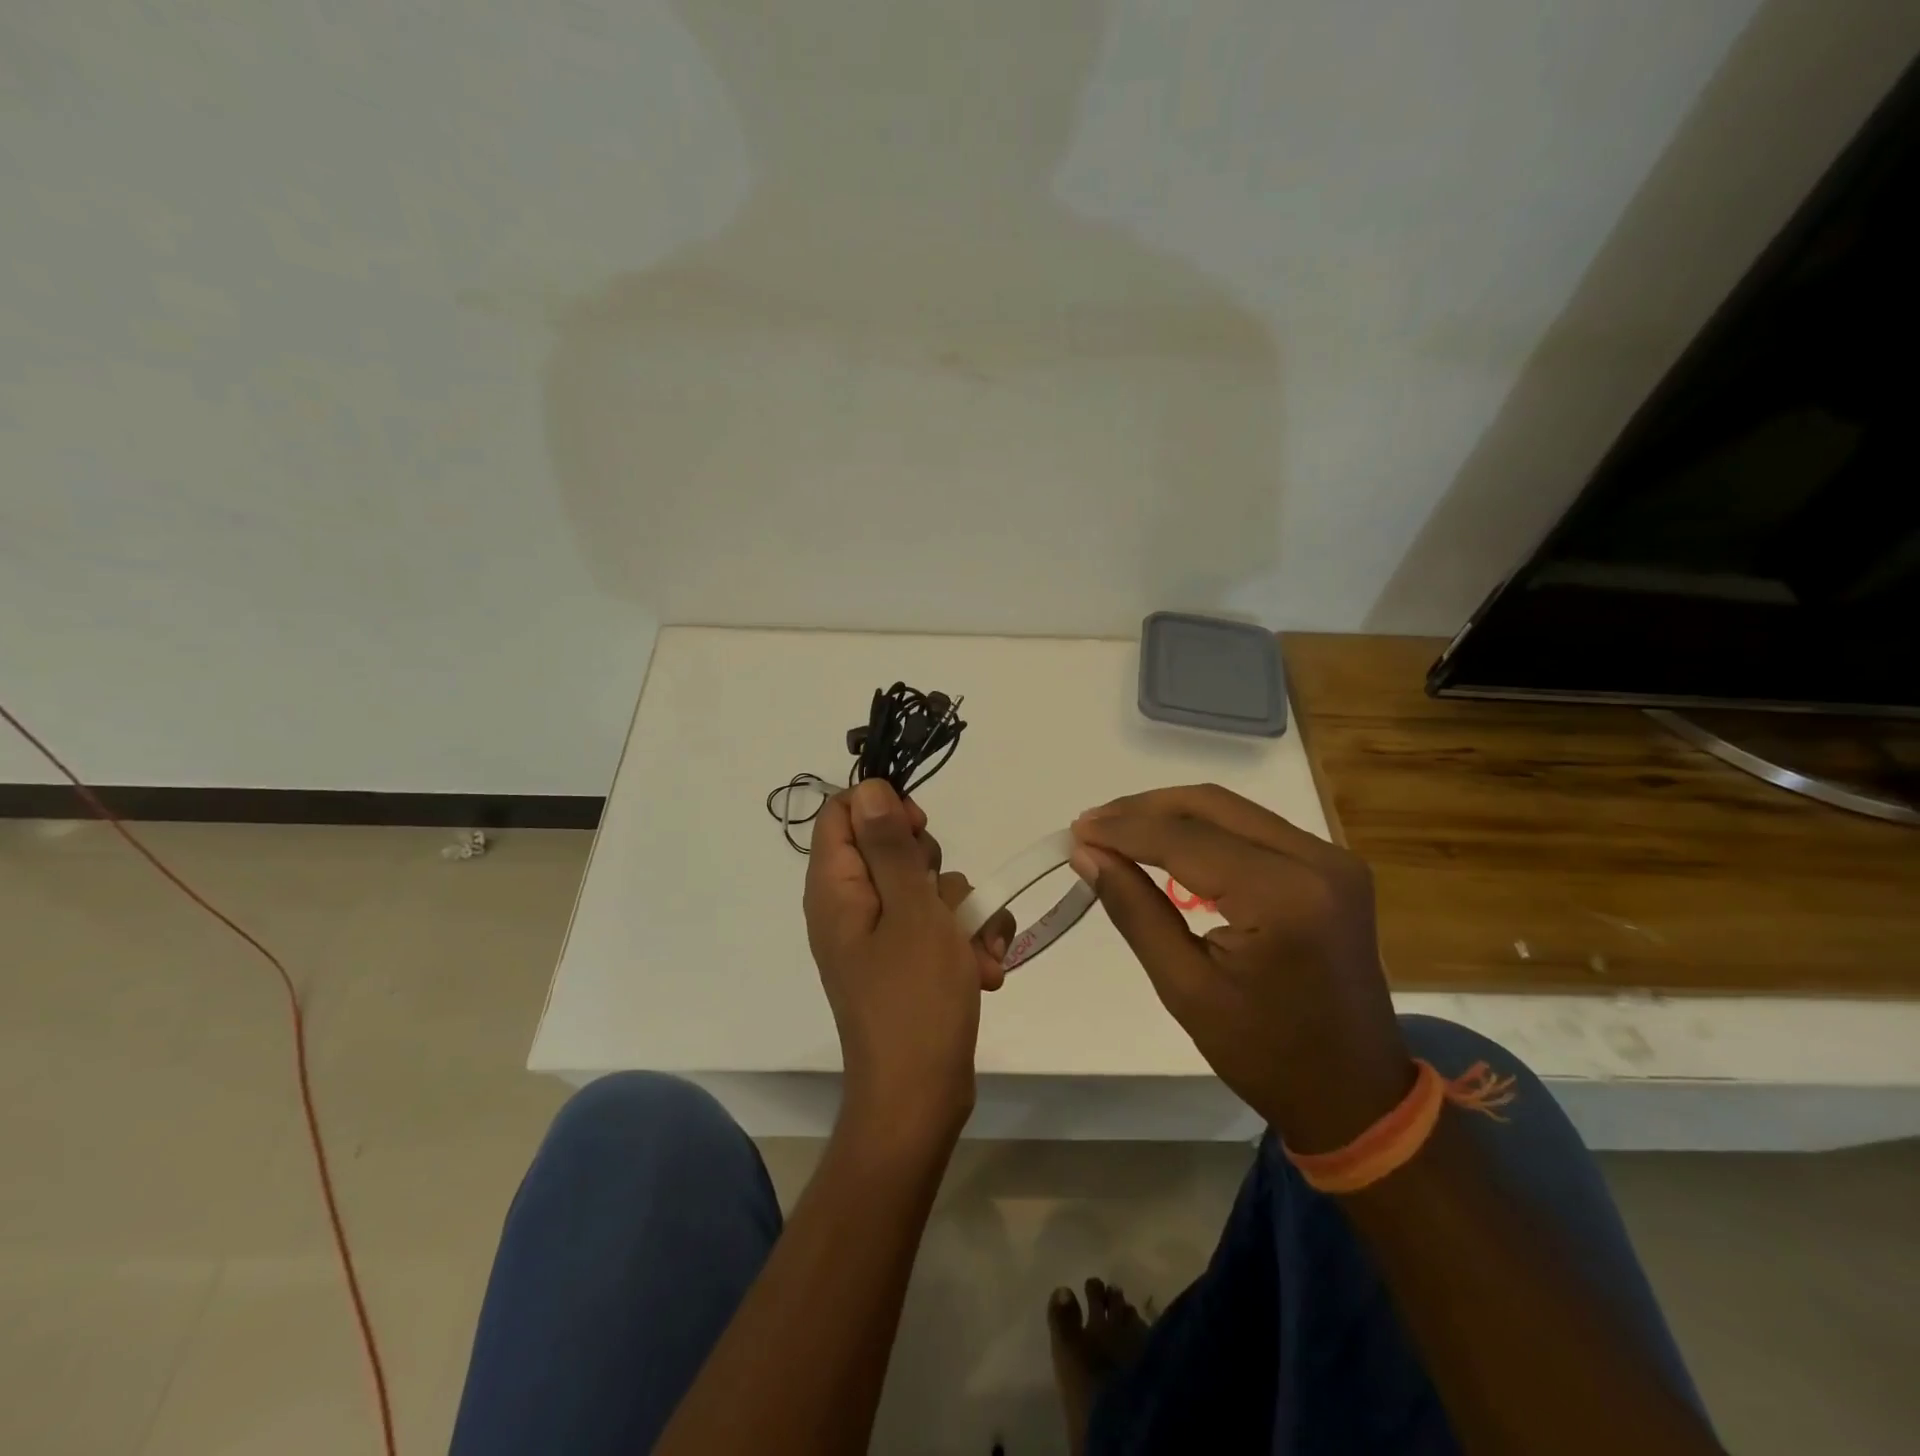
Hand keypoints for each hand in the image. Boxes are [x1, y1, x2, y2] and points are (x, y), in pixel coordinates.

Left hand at [804, 779, 1014, 1148]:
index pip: (843, 813)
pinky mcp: (905, 960)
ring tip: (976, 955)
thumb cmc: (914, 1000)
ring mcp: (880, 935)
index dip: (884, 808)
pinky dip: (966, 942)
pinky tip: (985, 971)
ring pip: (926, 888)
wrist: (920, 1098)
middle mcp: (851, 905)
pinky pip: (939, 926)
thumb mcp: (911, 911)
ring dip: (964, 914)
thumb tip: (868, 787)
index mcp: (835, 888)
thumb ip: (890, 846)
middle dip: (934, 868)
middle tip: (943, 901)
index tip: (921, 828)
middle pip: (890, 848)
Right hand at [1070, 785, 1412, 1152]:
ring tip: (1117, 830)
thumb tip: (1086, 853)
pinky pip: (1253, 828)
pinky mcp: (1332, 866)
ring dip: (1170, 814)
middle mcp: (1317, 861)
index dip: (1124, 830)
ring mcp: (1331, 859)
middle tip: (1091, 825)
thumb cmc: (1264, 1054)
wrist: (1354, 1093)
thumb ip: (1134, 909)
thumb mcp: (1185, 987)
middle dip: (1143, 810)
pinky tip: (1166, 844)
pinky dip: (1203, 829)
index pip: (1186, 840)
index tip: (1075, 831)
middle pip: (1212, 805)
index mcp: (1284, 897)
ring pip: (1232, 809)